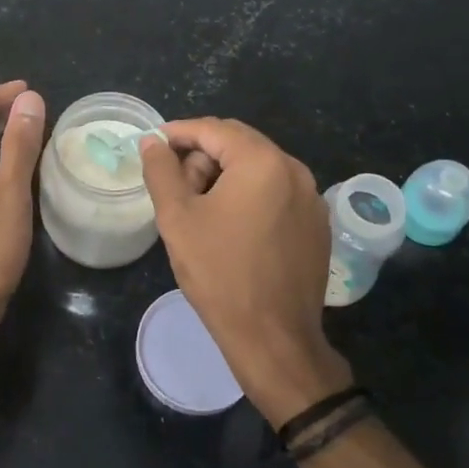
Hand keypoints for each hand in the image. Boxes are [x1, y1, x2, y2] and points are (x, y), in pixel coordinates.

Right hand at [140, 119, 350, 424]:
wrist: (274, 338)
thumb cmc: (220, 273)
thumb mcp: (177, 218)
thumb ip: (161, 170)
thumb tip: (152, 141)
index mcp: (262, 162)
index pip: (213, 129)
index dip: (178, 132)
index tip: (153, 145)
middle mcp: (294, 169)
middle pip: (238, 143)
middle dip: (202, 156)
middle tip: (176, 187)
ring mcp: (311, 197)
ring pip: (258, 167)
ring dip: (225, 176)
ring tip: (201, 212)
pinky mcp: (316, 223)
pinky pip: (276, 192)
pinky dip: (250, 195)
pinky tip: (232, 228)